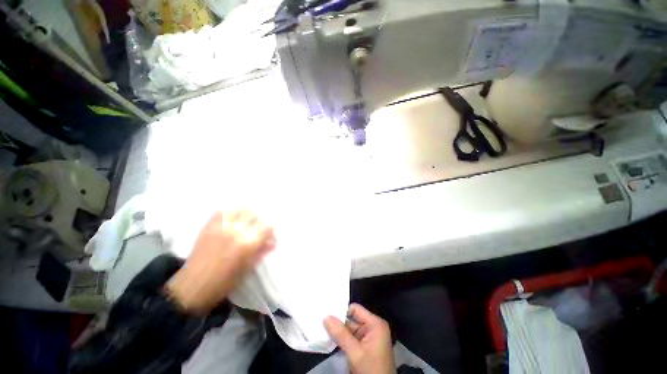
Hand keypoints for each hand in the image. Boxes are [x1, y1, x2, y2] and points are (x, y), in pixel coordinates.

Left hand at [166, 210, 274, 313]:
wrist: (193, 288)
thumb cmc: (224, 283)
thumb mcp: (248, 269)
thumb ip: (260, 252)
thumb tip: (270, 243)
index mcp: (249, 243)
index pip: (268, 226)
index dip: (270, 230)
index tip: (268, 237)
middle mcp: (237, 230)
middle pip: (255, 213)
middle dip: (259, 221)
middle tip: (256, 229)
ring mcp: (222, 226)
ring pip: (240, 209)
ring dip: (245, 214)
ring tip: (244, 222)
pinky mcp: (209, 226)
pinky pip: (222, 211)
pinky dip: (230, 213)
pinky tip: (231, 221)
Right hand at [324, 303, 394, 373]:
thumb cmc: (371, 370)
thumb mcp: (355, 353)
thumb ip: (341, 334)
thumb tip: (326, 317)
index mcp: (375, 324)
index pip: (355, 310)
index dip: (341, 311)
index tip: (326, 313)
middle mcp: (372, 327)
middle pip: (351, 319)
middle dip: (338, 322)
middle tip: (320, 321)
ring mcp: (368, 338)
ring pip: (349, 330)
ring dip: (338, 332)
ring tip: (322, 328)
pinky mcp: (364, 348)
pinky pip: (350, 339)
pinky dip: (341, 340)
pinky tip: (329, 339)